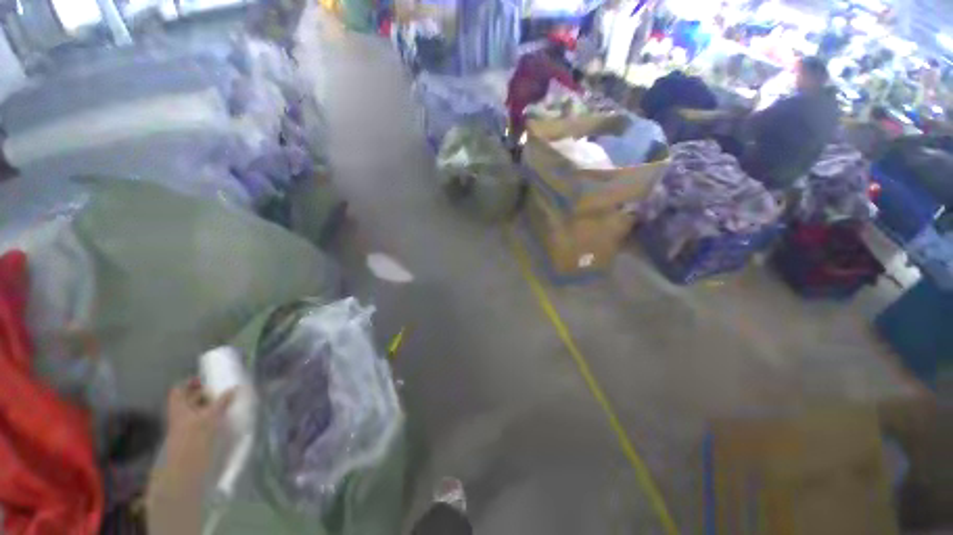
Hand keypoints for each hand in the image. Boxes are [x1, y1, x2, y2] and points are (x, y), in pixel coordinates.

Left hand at [146, 379, 233, 534]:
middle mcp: (179, 416)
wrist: (185, 472)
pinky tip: (224, 420)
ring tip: (226, 403)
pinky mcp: (193, 440)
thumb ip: (222, 402)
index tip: (206, 378)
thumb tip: (236, 388)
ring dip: (208, 407)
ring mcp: (185, 429)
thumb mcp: (210, 417)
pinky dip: (211, 419)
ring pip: (195, 412)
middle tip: (221, 389)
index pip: (179, 390)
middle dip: (203, 394)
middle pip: (188, 400)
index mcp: (179, 408)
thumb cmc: (194, 439)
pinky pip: (201, 423)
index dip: (190, 382)